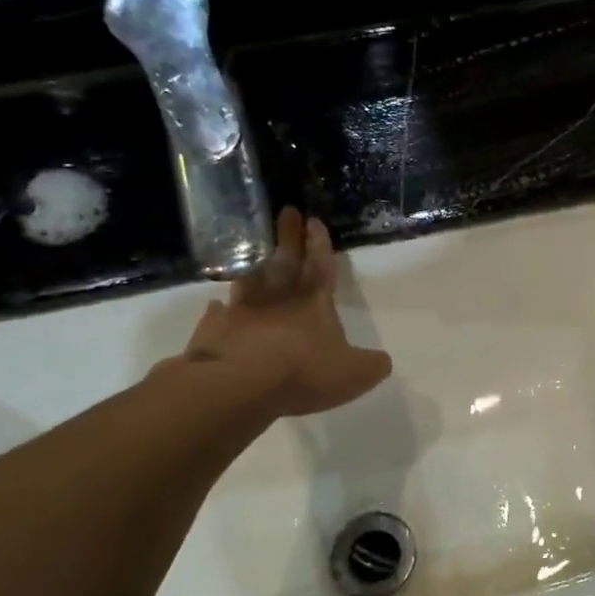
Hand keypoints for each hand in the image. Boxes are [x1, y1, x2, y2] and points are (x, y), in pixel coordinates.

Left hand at [176, 207, 390, 416]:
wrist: (238, 384)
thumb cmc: (304, 372)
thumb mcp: (354, 374)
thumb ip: (371, 365)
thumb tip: (381, 360)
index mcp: (314, 305)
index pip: (321, 267)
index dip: (320, 245)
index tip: (313, 220)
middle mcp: (278, 301)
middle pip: (285, 262)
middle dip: (289, 238)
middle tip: (286, 211)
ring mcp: (242, 312)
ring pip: (251, 280)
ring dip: (254, 263)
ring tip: (253, 248)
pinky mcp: (213, 330)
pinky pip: (218, 313)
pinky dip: (219, 307)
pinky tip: (216, 304)